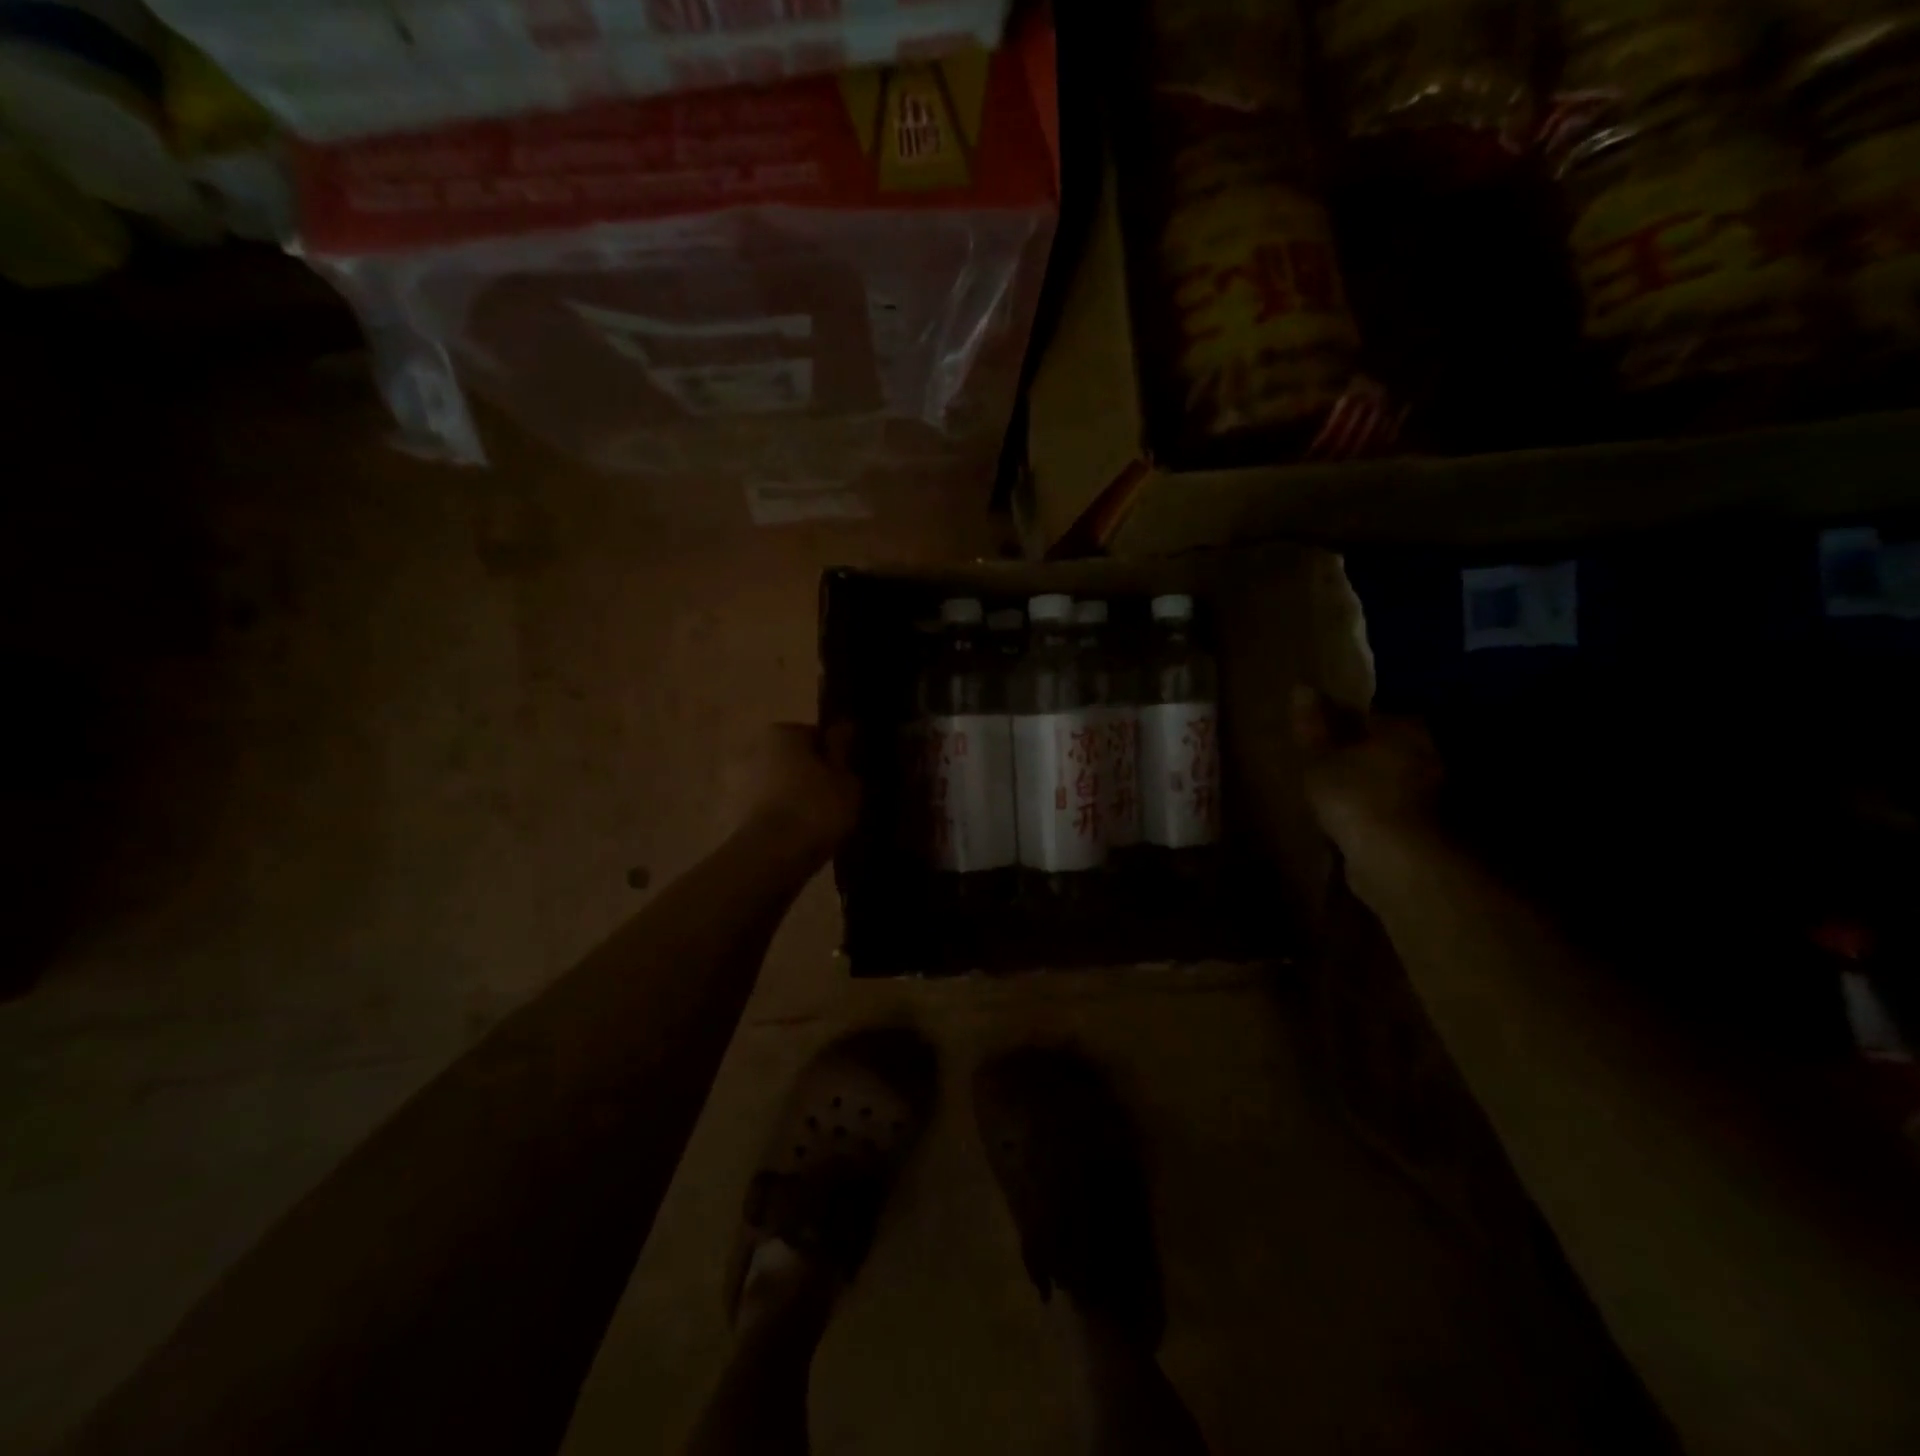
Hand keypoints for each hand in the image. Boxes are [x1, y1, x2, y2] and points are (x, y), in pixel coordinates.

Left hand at [740, 722, 861, 863]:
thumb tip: (843, 727)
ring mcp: (740, 783)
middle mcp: (755, 749)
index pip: (816, 736)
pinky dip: (784, 818)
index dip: (836, 756)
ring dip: (797, 797)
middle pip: (795, 760)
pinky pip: (770, 810)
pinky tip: (803, 835)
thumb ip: (843, 750)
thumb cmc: (816, 807)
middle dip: (813, 775)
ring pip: (781, 786)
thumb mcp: (846, 778)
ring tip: (824, 822)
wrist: (773, 856)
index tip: (849, 776)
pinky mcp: (735, 815)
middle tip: (839, 798)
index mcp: (782, 732)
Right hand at [1291, 686, 1443, 878]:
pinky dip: (1377, 814)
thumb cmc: (1356, 796)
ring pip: (1392, 780)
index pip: (1373, 714)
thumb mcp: (1320, 759)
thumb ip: (1312, 727)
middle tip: (1327, 764)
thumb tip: (1302, 688)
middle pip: (1387, 747)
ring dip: (1370, 786)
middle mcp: (1429, 754)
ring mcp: (1434, 794)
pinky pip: (1394, 811)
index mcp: (1405, 728)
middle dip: (1362, 753)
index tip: (1322, 731)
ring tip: (1336, 796)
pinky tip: (1354, 823)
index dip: (1345, 721)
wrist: (1398, 861)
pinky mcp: (1430, 828)